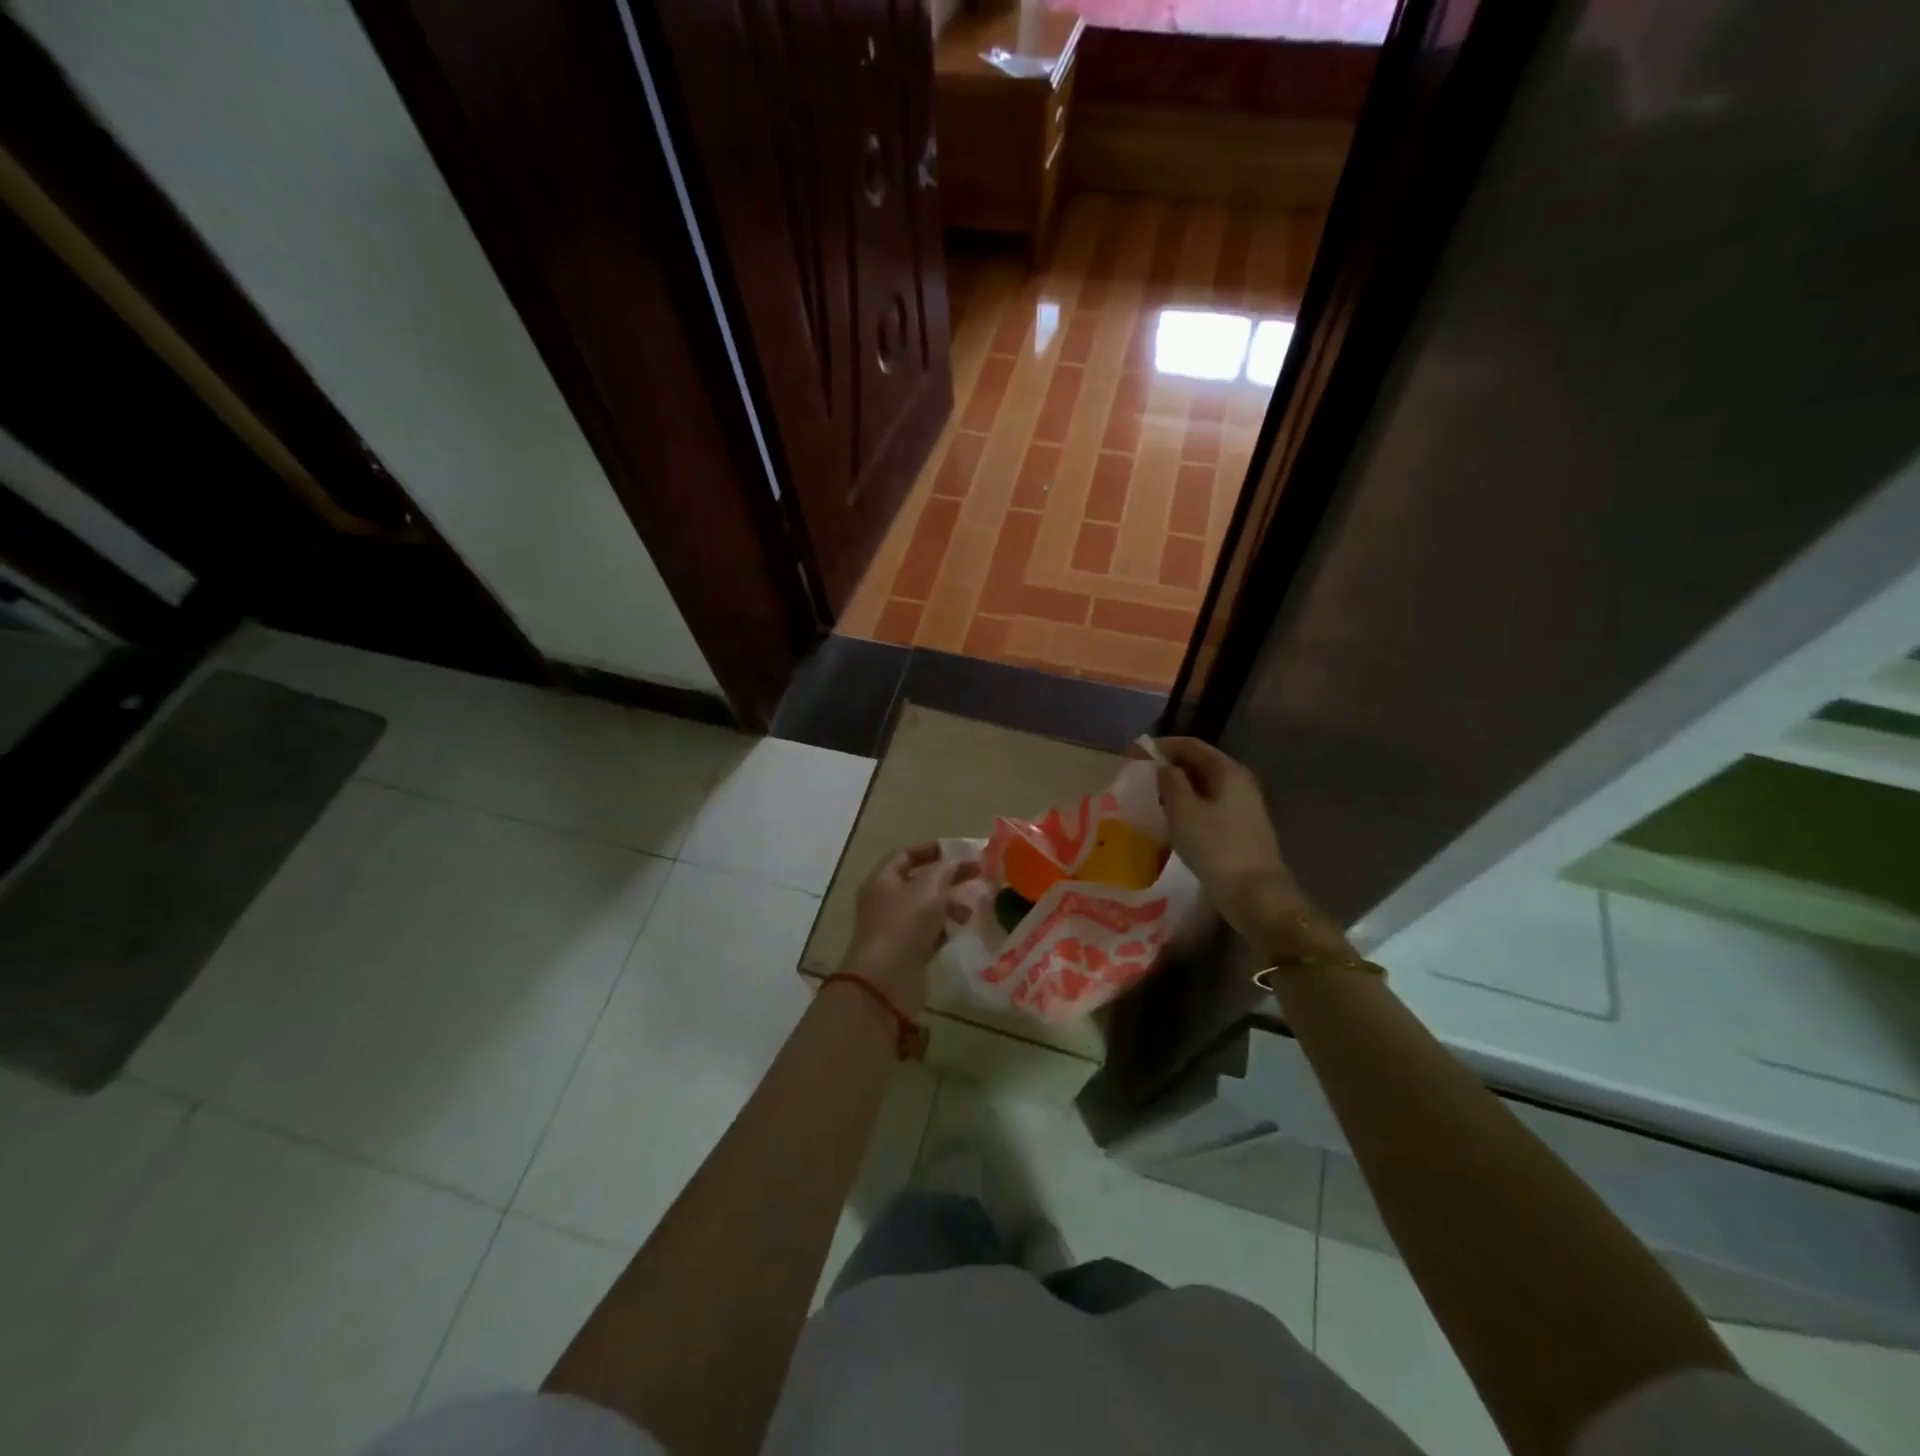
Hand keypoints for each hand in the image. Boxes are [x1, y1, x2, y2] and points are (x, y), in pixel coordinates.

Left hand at [840, 843, 978, 1017]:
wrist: (886, 981)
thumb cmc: (905, 924)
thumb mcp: (929, 888)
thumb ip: (945, 870)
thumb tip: (955, 862)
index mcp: (882, 879)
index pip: (906, 855)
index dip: (932, 850)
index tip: (960, 852)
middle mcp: (885, 901)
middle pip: (919, 882)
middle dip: (947, 879)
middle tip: (977, 877)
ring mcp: (894, 928)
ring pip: (925, 908)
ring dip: (949, 905)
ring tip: (970, 911)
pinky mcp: (905, 952)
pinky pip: (927, 933)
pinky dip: (943, 928)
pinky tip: (959, 930)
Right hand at [1150, 738, 1350, 959]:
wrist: (1254, 893)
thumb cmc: (1215, 846)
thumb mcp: (1183, 810)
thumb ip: (1170, 781)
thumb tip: (1164, 766)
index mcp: (1228, 770)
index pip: (1191, 745)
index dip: (1160, 745)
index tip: (1132, 753)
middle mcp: (1240, 782)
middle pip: (1200, 763)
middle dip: (1169, 766)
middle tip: (1139, 775)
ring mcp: (1244, 806)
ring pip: (1204, 786)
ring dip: (1178, 787)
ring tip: (1151, 796)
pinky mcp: (1241, 828)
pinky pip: (1210, 805)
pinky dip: (1189, 805)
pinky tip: (1173, 818)